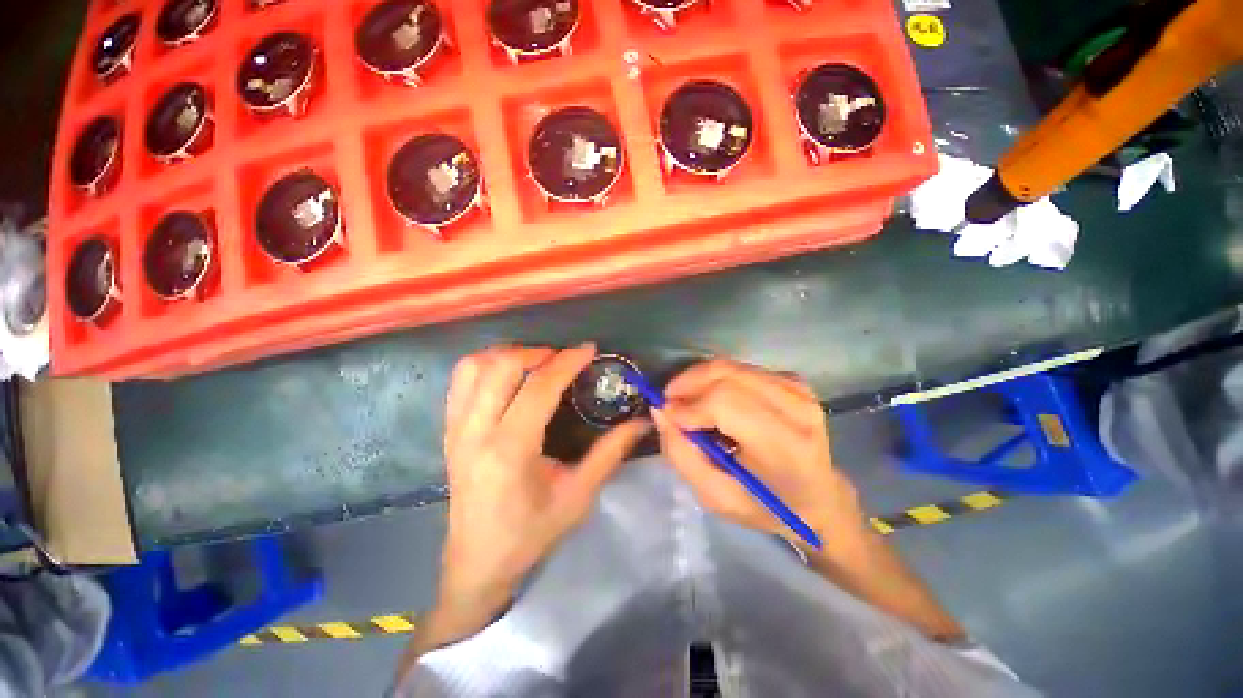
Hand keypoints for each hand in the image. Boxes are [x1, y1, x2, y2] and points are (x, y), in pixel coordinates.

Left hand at [435, 343, 648, 625]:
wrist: (476, 562)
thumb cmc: (531, 534)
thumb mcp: (578, 496)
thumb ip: (610, 453)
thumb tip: (641, 422)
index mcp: (510, 450)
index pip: (539, 388)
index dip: (567, 362)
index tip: (588, 349)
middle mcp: (476, 432)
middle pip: (502, 366)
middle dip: (538, 352)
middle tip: (563, 358)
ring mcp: (455, 428)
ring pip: (475, 366)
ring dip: (509, 354)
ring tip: (537, 362)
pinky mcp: (448, 430)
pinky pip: (460, 380)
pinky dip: (486, 364)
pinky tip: (508, 374)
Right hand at [653, 359, 866, 553]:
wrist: (819, 497)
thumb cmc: (767, 505)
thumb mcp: (716, 496)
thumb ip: (682, 454)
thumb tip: (661, 411)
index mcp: (784, 445)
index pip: (725, 402)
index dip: (689, 404)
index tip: (667, 415)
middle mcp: (796, 407)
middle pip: (726, 375)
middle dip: (687, 384)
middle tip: (670, 402)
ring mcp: (797, 388)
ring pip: (730, 367)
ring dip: (699, 379)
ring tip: (686, 401)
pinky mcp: (791, 380)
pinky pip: (739, 368)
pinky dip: (716, 379)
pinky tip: (710, 399)